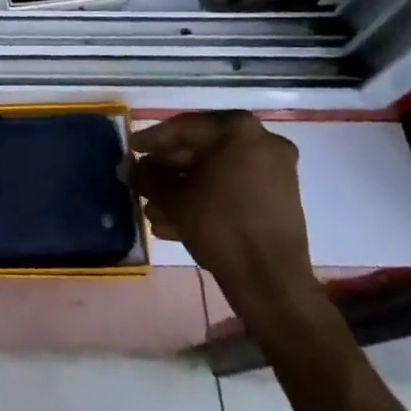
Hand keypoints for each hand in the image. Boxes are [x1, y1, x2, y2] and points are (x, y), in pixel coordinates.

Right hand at [130, 112, 317, 327]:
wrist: (272, 283)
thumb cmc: (220, 225)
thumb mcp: (174, 198)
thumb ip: (148, 176)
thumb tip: (132, 168)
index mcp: (238, 129)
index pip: (184, 128)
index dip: (152, 140)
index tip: (131, 149)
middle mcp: (261, 141)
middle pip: (202, 151)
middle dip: (167, 171)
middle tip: (141, 182)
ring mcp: (274, 172)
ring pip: (216, 174)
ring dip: (183, 190)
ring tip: (153, 211)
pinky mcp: (278, 201)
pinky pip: (233, 191)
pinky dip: (206, 202)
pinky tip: (174, 224)